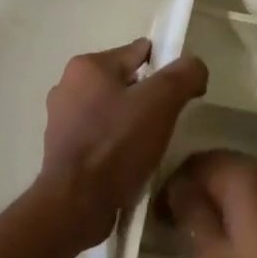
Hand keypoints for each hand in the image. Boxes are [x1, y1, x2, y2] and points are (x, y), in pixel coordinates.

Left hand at [35, 39, 208, 255]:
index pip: (138, 53)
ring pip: (112, 111)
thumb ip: (184, 74)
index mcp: (87, 65)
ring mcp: (61, 120)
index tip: (181, 94)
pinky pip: (100, 137)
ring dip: (132, 123)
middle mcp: (68, 85)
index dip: (166, 69)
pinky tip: (130, 163)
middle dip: (148, 98)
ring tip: (150, 147)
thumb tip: (195, 68)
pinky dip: (116, 145)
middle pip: (125, 82)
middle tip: (167, 123)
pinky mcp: (62, 150)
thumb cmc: (117, 144)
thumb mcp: (162, 101)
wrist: (76, 204)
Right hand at [163, 150, 256, 257]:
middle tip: (176, 229)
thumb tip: (179, 185)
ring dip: (219, 202)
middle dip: (195, 191)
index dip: (172, 186)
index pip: (196, 162)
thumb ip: (192, 214)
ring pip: (243, 183)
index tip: (159, 220)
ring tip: (203, 240)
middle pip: (221, 167)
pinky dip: (242, 211)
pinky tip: (237, 245)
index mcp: (245, 177)